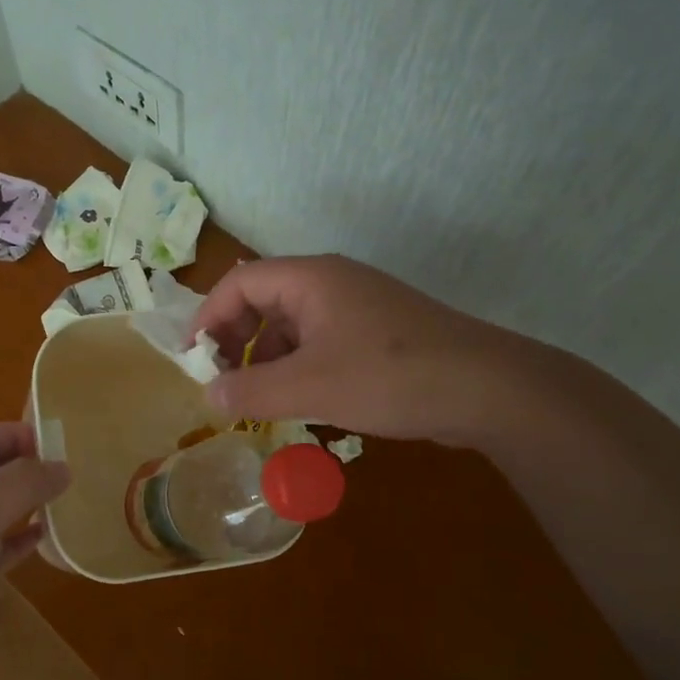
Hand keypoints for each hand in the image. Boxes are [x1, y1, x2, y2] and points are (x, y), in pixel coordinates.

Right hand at [194, 255, 564, 445]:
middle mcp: (331, 283)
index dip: (208, 317)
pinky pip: (321, 341)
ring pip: (293, 324)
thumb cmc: (389, 377)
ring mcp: (358, 307)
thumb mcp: (310, 386)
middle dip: (236, 339)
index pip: (239, 282)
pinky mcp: (377, 333)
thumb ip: (251, 390)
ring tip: (257, 399)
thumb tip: (208, 395)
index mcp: (310, 279)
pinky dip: (299, 366)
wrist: (487, 388)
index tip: (193, 360)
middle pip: (264, 299)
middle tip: (223, 382)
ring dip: (267, 358)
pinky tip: (299, 400)